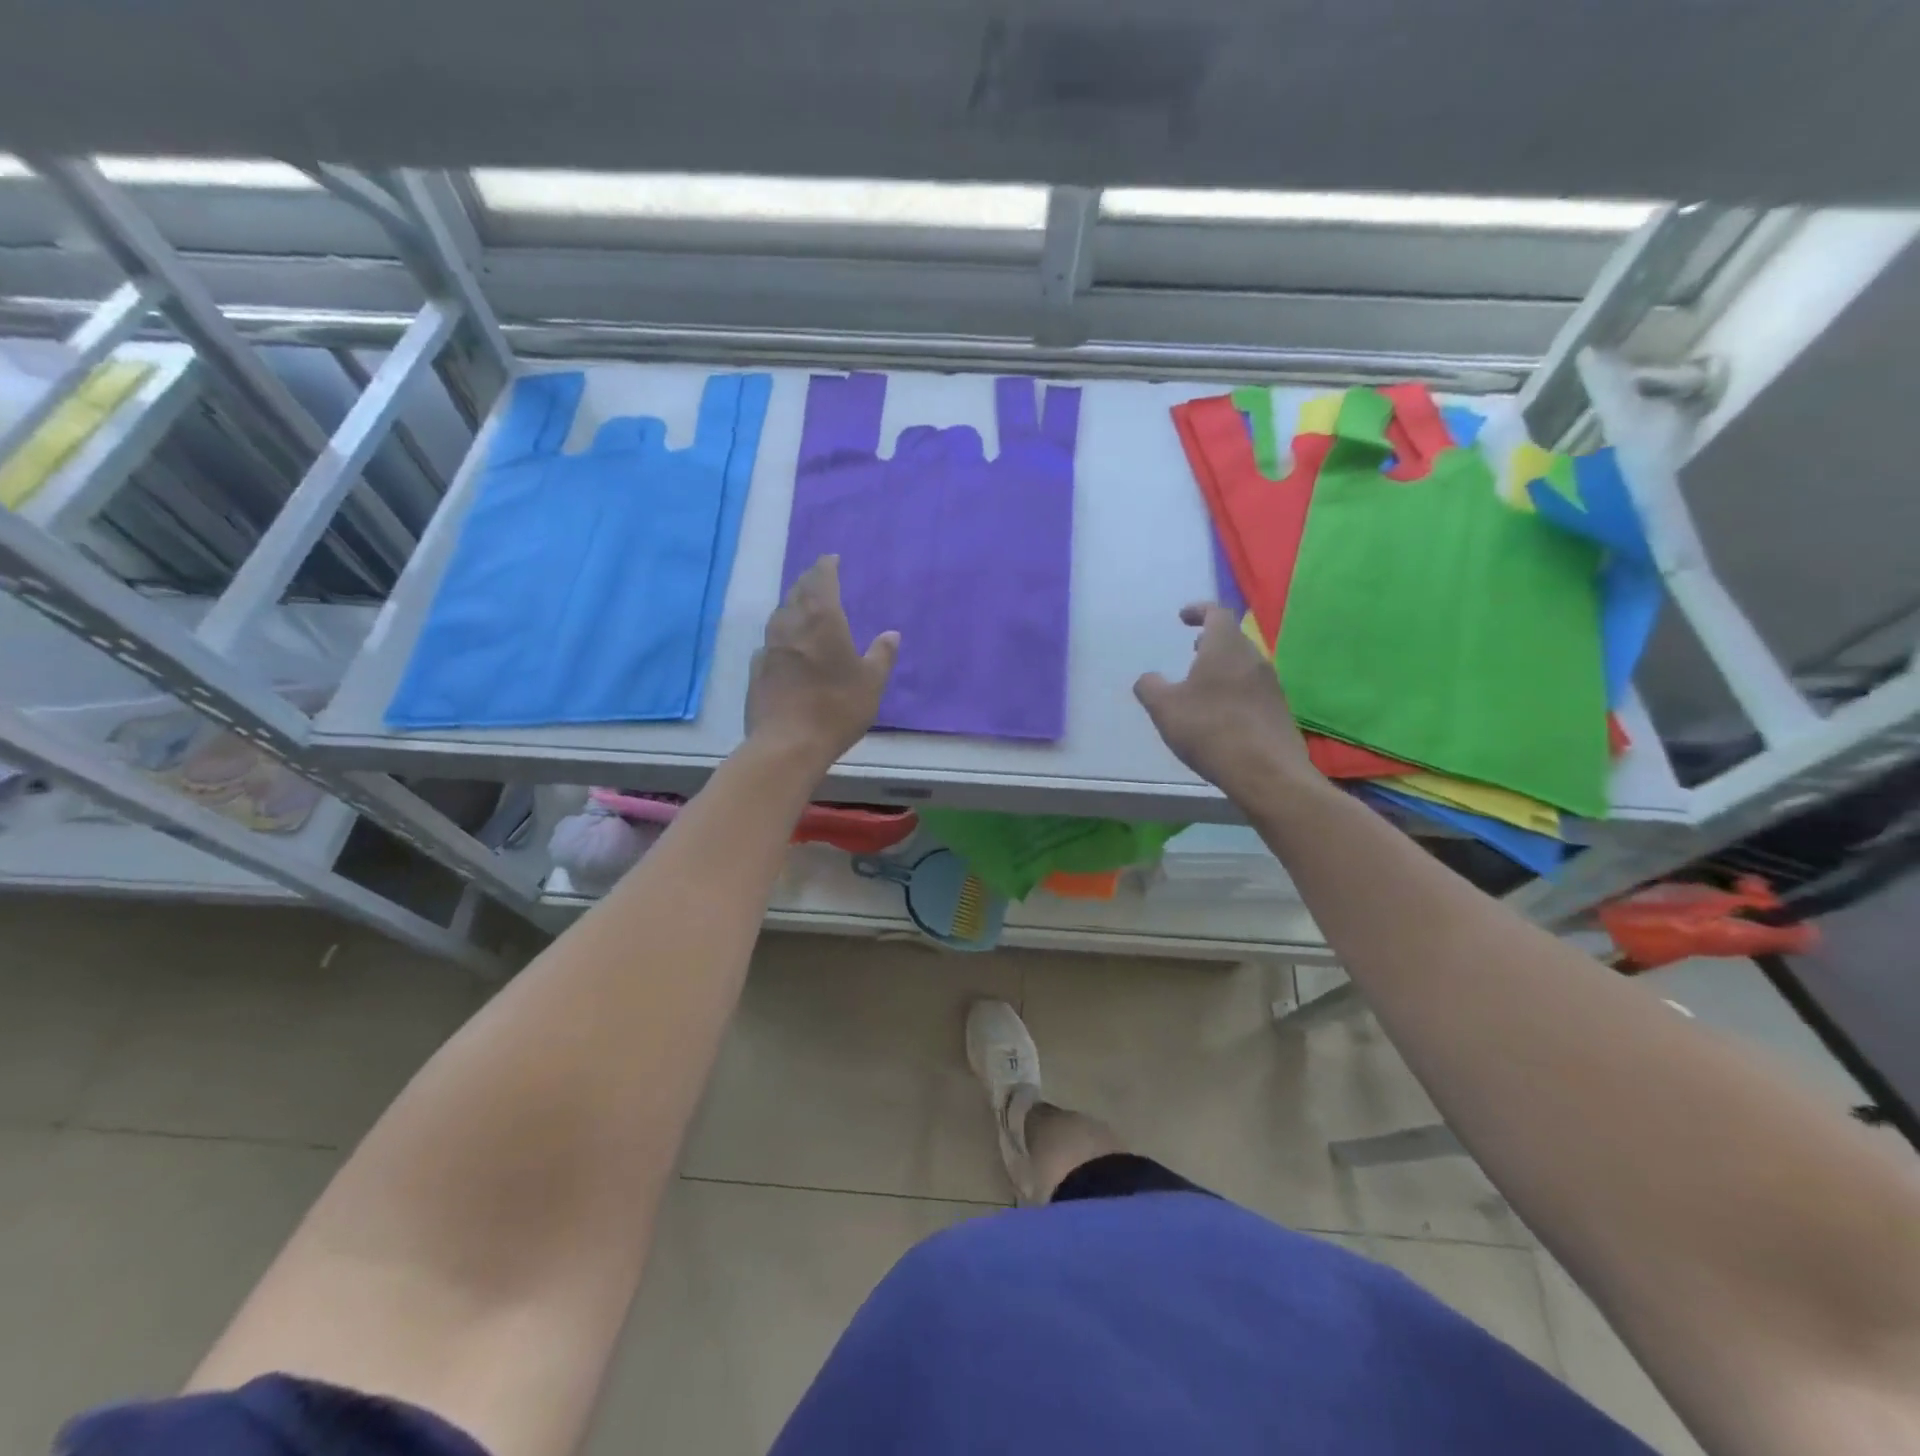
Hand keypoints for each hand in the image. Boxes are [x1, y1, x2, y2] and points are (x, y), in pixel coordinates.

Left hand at [746, 556, 898, 766]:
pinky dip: (781, 634)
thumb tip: (891, 633)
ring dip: (792, 605)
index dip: (826, 567)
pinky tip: (785, 644)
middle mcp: (791, 625)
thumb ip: (881, 655)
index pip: (821, 580)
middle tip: (818, 578)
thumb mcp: (871, 683)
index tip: (831, 559)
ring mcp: (769, 646)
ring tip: (802, 606)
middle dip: (808, 581)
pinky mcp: (757, 669)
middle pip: (797, 592)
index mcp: (822, 620)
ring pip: (780, 614)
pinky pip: (770, 640)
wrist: (788, 743)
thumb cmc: (837, 708)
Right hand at [1134, 603, 1318, 805]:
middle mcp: (1253, 659)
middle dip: (1212, 640)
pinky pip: (1253, 689)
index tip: (1183, 616)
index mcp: (1225, 648)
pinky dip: (1234, 690)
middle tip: (1194, 647)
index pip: (1217, 613)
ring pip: (1244, 665)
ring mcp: (1271, 685)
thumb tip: (1148, 678)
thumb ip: (1150, 687)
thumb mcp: (1164, 708)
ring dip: (1223, 666)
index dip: (1199, 610)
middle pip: (1233, 639)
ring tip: (1203, 683)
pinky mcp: (1278, 711)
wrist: (1266, 771)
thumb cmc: (1209, 729)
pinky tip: (1221, 714)